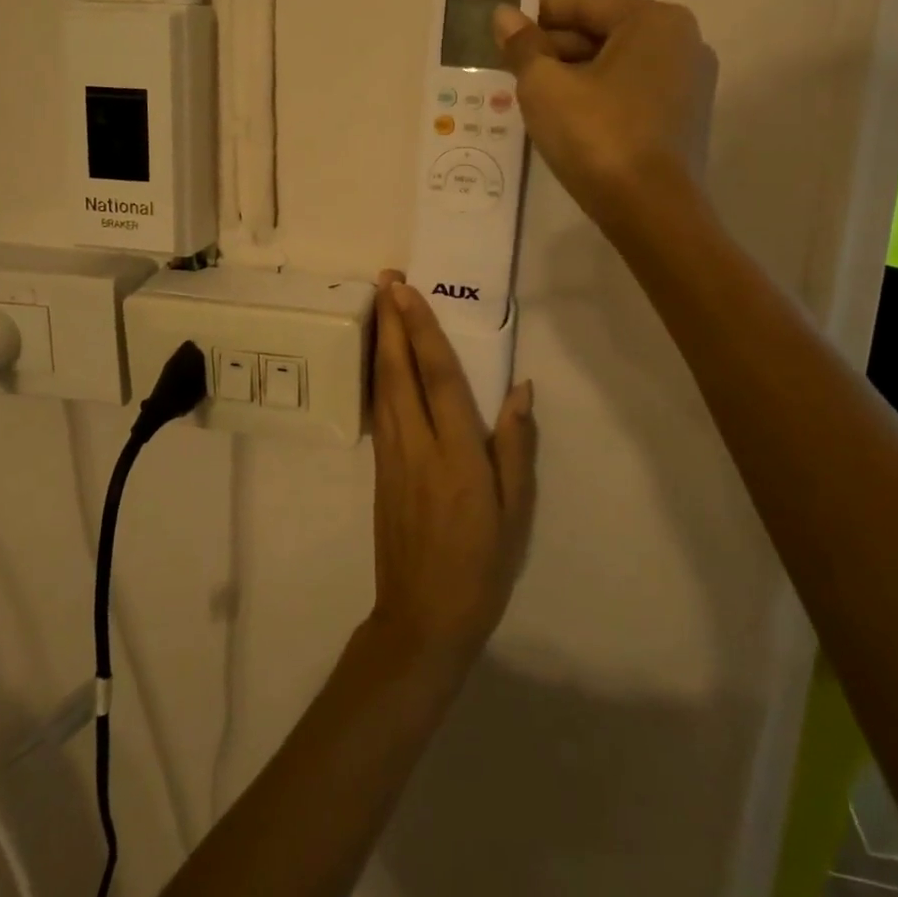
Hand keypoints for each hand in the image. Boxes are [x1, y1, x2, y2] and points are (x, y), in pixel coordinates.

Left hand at [367, 273, 537, 668]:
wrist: (422, 617)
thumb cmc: (480, 566)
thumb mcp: (515, 512)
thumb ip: (516, 447)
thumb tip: (521, 390)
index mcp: (457, 454)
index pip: (437, 378)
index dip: (422, 330)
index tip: (408, 292)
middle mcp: (417, 445)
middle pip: (398, 371)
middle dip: (391, 321)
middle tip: (385, 279)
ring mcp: (391, 455)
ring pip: (381, 385)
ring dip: (380, 340)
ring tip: (378, 303)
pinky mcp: (379, 467)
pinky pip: (377, 407)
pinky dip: (377, 372)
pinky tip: (379, 357)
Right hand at [494, 0, 717, 224]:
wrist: (650, 211)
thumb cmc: (596, 134)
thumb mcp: (545, 85)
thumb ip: (523, 46)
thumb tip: (503, 16)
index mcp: (654, 21)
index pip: (584, 4)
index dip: (537, 14)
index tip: (502, 26)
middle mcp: (682, 43)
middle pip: (602, 34)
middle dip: (553, 48)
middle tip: (507, 63)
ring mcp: (688, 84)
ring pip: (614, 66)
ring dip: (570, 74)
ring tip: (526, 90)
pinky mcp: (683, 120)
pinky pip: (629, 93)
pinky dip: (595, 96)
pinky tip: (560, 114)